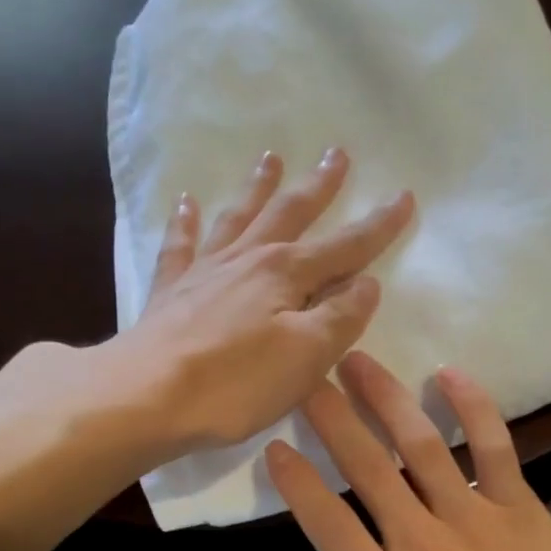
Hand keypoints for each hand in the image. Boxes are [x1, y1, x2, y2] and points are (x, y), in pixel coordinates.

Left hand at [117, 147, 414, 453]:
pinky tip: (186, 203)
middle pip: (289, 214)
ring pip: (238, 219)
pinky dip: (184, 223)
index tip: (404, 196)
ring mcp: (204, 272)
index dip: (378, 225)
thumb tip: (366, 283)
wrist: (147, 396)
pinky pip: (180, 246)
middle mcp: (247, 260)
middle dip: (318, 186)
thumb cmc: (236, 382)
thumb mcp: (307, 356)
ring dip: (257, 189)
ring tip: (270, 159)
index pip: (345, 246)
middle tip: (336, 154)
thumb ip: (341, 317)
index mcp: (286, 274)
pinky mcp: (170, 293)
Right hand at [266, 352, 550, 550]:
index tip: (275, 448)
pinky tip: (447, 374)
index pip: (327, 525)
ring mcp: (470, 520)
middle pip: (366, 470)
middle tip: (306, 378)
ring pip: (419, 446)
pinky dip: (471, 405)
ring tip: (357, 361)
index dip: (296, 483)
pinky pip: (491, 445)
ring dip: (384, 398)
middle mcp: (420, 548)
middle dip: (330, 418)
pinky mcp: (516, 504)